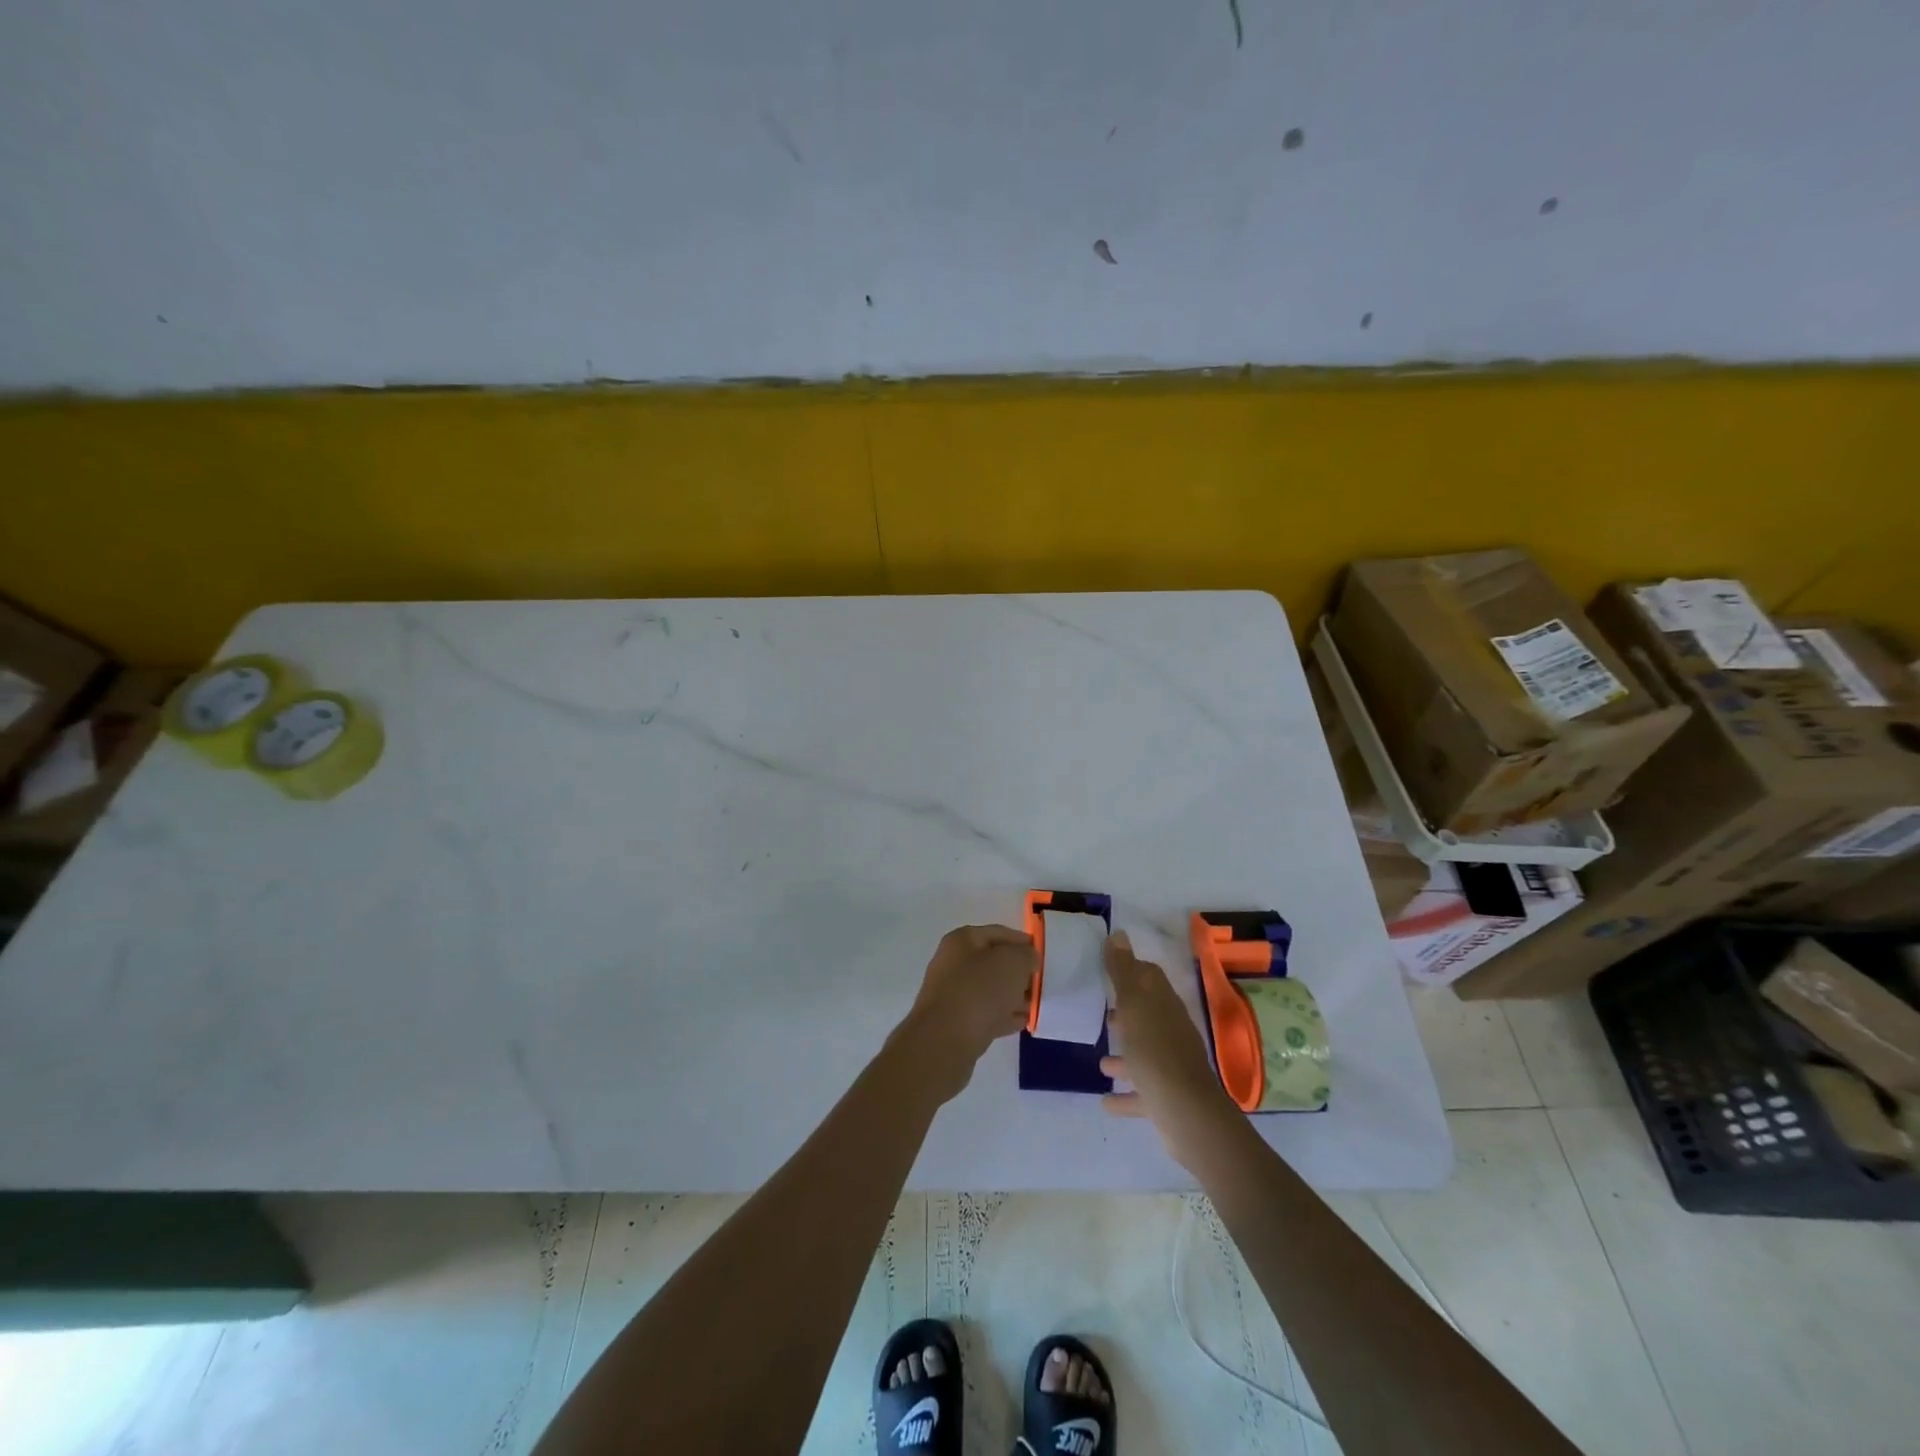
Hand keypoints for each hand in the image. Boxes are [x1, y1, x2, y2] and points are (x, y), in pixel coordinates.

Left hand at [894, 924, 1036, 1100]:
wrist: (946, 1039)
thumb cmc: (980, 990)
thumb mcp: (1013, 962)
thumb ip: (1026, 955)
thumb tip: (1028, 959)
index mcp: (962, 940)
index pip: (998, 933)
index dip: (1022, 941)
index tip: (1041, 954)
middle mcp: (953, 963)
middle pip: (993, 962)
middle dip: (1018, 972)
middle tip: (1040, 982)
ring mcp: (952, 994)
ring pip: (989, 990)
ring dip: (1012, 996)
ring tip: (1035, 1004)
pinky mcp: (955, 1023)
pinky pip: (985, 1014)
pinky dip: (1003, 1015)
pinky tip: (1022, 1022)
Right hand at [1100, 931, 1240, 1169]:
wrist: (1186, 1113)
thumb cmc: (1155, 1051)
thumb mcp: (1133, 1004)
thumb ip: (1123, 971)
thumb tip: (1119, 933)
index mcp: (1164, 1005)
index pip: (1150, 977)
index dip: (1131, 970)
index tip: (1108, 968)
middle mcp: (1171, 1031)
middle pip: (1148, 1015)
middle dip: (1126, 1013)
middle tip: (1101, 1013)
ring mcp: (1171, 1066)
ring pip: (1145, 1054)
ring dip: (1125, 1057)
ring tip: (1100, 1061)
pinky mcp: (1167, 1097)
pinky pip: (1142, 1092)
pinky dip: (1126, 1095)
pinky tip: (1106, 1102)